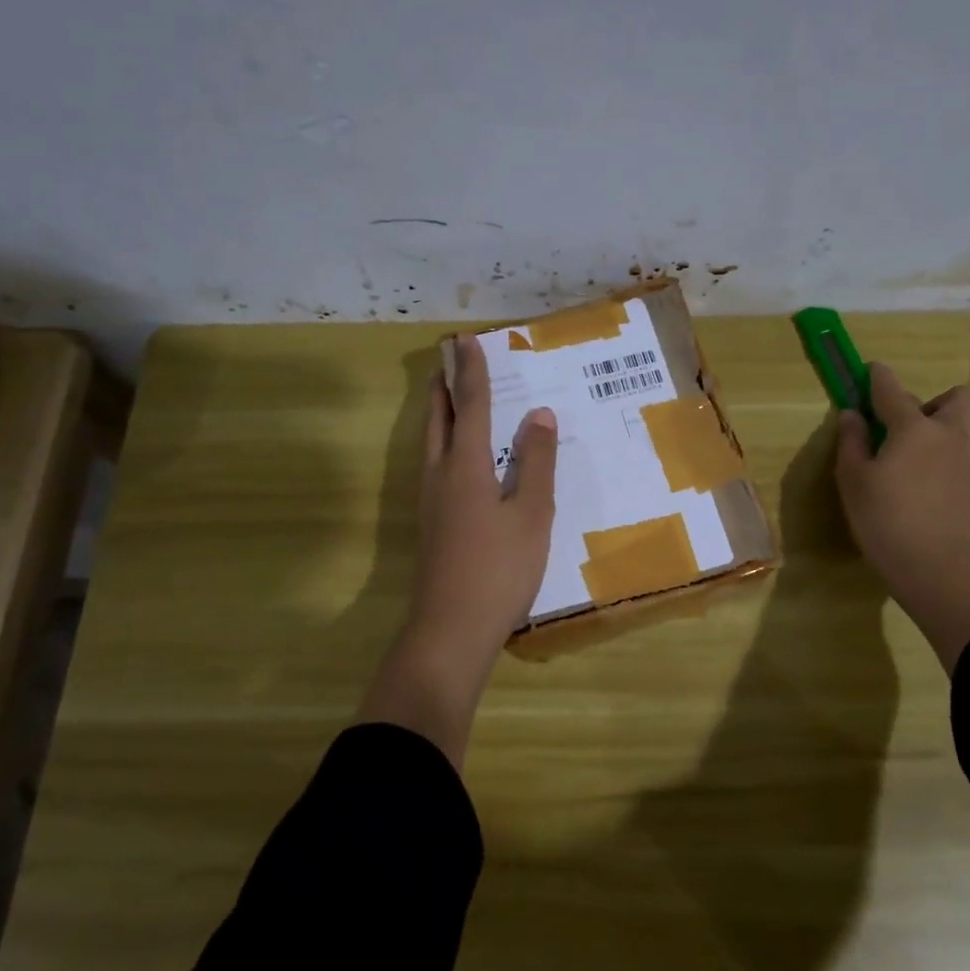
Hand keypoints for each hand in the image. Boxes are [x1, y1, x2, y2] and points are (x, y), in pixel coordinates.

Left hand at [361, 335, 557, 763]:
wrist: (451, 629)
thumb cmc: (499, 569)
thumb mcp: (531, 515)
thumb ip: (535, 464)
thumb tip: (539, 415)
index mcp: (466, 467)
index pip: (470, 406)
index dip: (472, 372)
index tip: (465, 341)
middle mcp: (440, 476)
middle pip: (439, 420)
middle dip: (444, 388)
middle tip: (448, 361)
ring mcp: (430, 503)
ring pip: (432, 444)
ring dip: (440, 415)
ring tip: (449, 399)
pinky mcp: (432, 525)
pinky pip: (436, 467)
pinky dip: (445, 444)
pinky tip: (458, 460)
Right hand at [834, 365, 969, 672]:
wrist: (939, 568)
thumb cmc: (885, 521)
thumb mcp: (853, 481)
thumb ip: (852, 442)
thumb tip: (853, 414)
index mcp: (914, 429)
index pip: (893, 391)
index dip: (879, 378)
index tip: (872, 370)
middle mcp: (952, 434)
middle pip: (958, 397)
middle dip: (936, 402)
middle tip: (913, 425)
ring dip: (965, 424)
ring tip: (943, 447)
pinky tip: (953, 477)